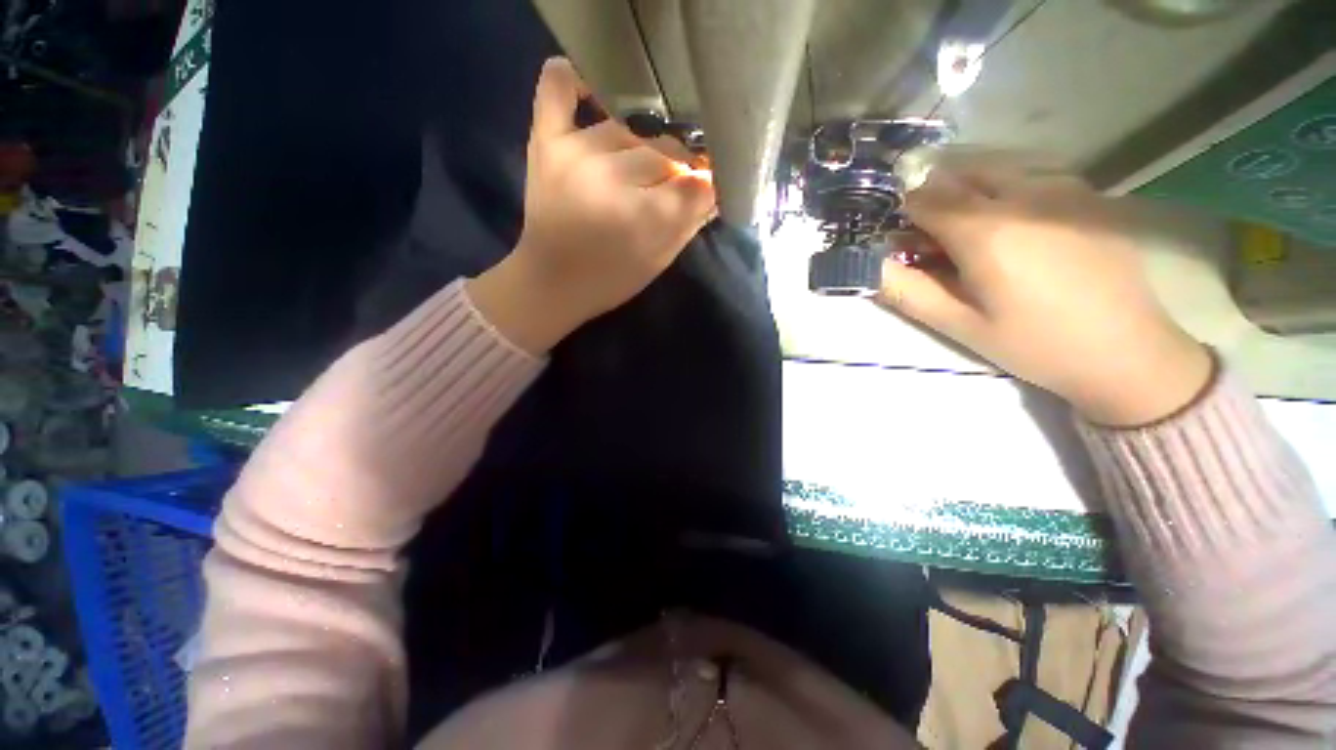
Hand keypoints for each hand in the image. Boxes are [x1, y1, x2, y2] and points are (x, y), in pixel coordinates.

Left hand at [467, 58, 715, 354]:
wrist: (550, 282)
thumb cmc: (610, 279)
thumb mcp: (659, 260)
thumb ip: (691, 220)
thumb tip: (717, 182)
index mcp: (640, 218)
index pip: (696, 183)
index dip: (709, 184)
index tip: (711, 187)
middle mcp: (609, 176)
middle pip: (667, 152)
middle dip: (681, 168)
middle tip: (677, 182)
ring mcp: (575, 151)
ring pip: (632, 127)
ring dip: (647, 145)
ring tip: (645, 166)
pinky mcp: (546, 140)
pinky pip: (559, 86)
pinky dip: (579, 80)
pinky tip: (599, 96)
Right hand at [878, 163, 1211, 425]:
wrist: (1128, 351)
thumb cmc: (1034, 343)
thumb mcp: (959, 326)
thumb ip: (906, 291)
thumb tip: (868, 266)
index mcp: (987, 231)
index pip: (923, 197)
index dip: (901, 214)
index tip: (899, 239)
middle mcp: (1023, 195)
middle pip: (957, 173)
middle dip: (933, 199)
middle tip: (933, 239)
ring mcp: (1062, 188)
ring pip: (994, 169)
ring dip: (968, 192)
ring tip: (973, 235)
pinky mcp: (1086, 194)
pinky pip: (1030, 176)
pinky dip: (1005, 192)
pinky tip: (1017, 230)